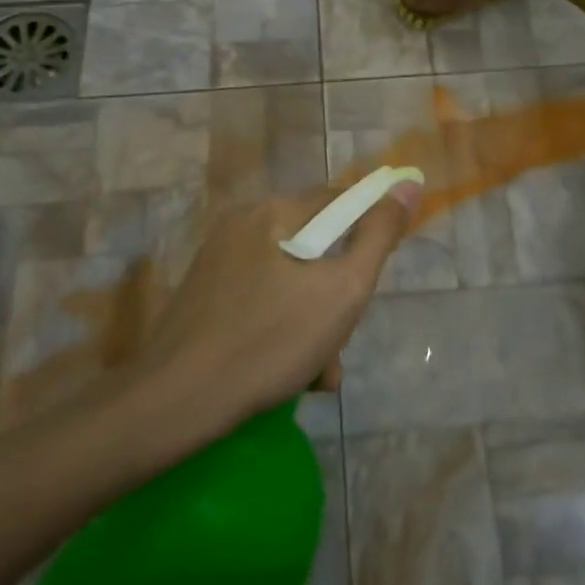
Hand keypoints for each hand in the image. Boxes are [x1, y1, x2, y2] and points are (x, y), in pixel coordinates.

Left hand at [129, 182, 419, 432]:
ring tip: (317, 371)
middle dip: (336, 293)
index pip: (339, 201)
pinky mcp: (204, 294)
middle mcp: (242, 224)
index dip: (366, 235)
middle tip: (339, 341)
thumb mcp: (343, 290)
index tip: (368, 282)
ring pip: (289, 279)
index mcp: (273, 212)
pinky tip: (287, 372)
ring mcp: (218, 260)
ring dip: (313, 320)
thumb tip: (407, 184)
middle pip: (314, 245)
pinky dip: (281, 327)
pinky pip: (261, 299)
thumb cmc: (270, 341)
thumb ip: (379, 236)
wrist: (177, 400)